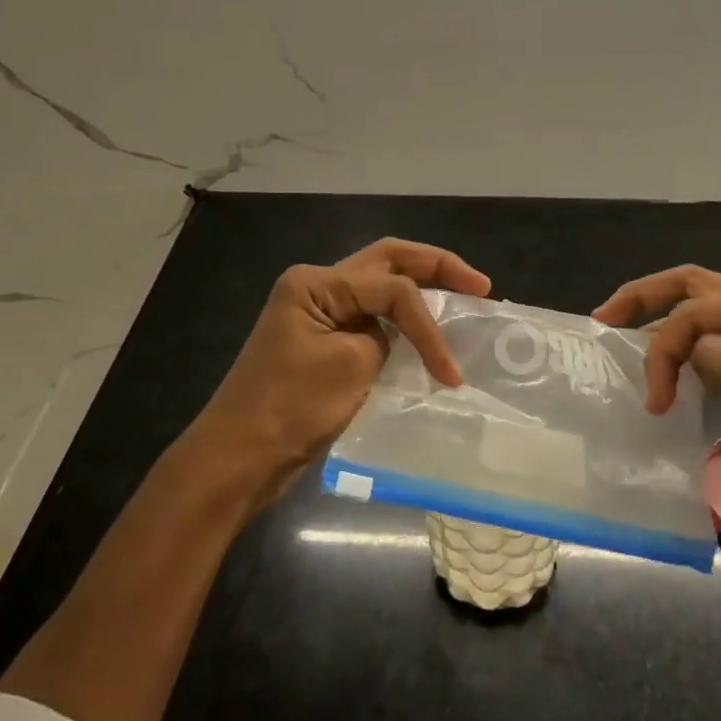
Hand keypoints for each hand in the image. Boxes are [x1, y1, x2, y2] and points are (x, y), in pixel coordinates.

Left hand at [190, 237, 490, 506]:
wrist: (239, 458)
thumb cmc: (290, 408)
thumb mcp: (350, 367)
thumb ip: (387, 340)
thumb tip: (401, 340)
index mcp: (317, 283)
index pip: (392, 288)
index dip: (429, 325)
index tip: (451, 371)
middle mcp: (317, 287)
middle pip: (388, 262)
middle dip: (436, 267)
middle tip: (480, 284)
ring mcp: (318, 314)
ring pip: (380, 287)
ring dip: (421, 291)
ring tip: (463, 297)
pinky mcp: (322, 342)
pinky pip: (370, 319)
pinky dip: (402, 323)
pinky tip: (428, 332)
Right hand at [593, 266, 720, 505]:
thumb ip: (716, 355)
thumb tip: (686, 356)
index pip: (696, 312)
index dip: (664, 349)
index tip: (652, 400)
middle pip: (693, 290)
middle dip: (645, 300)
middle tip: (604, 319)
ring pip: (706, 318)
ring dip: (667, 326)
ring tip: (627, 339)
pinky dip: (692, 355)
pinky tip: (676, 373)